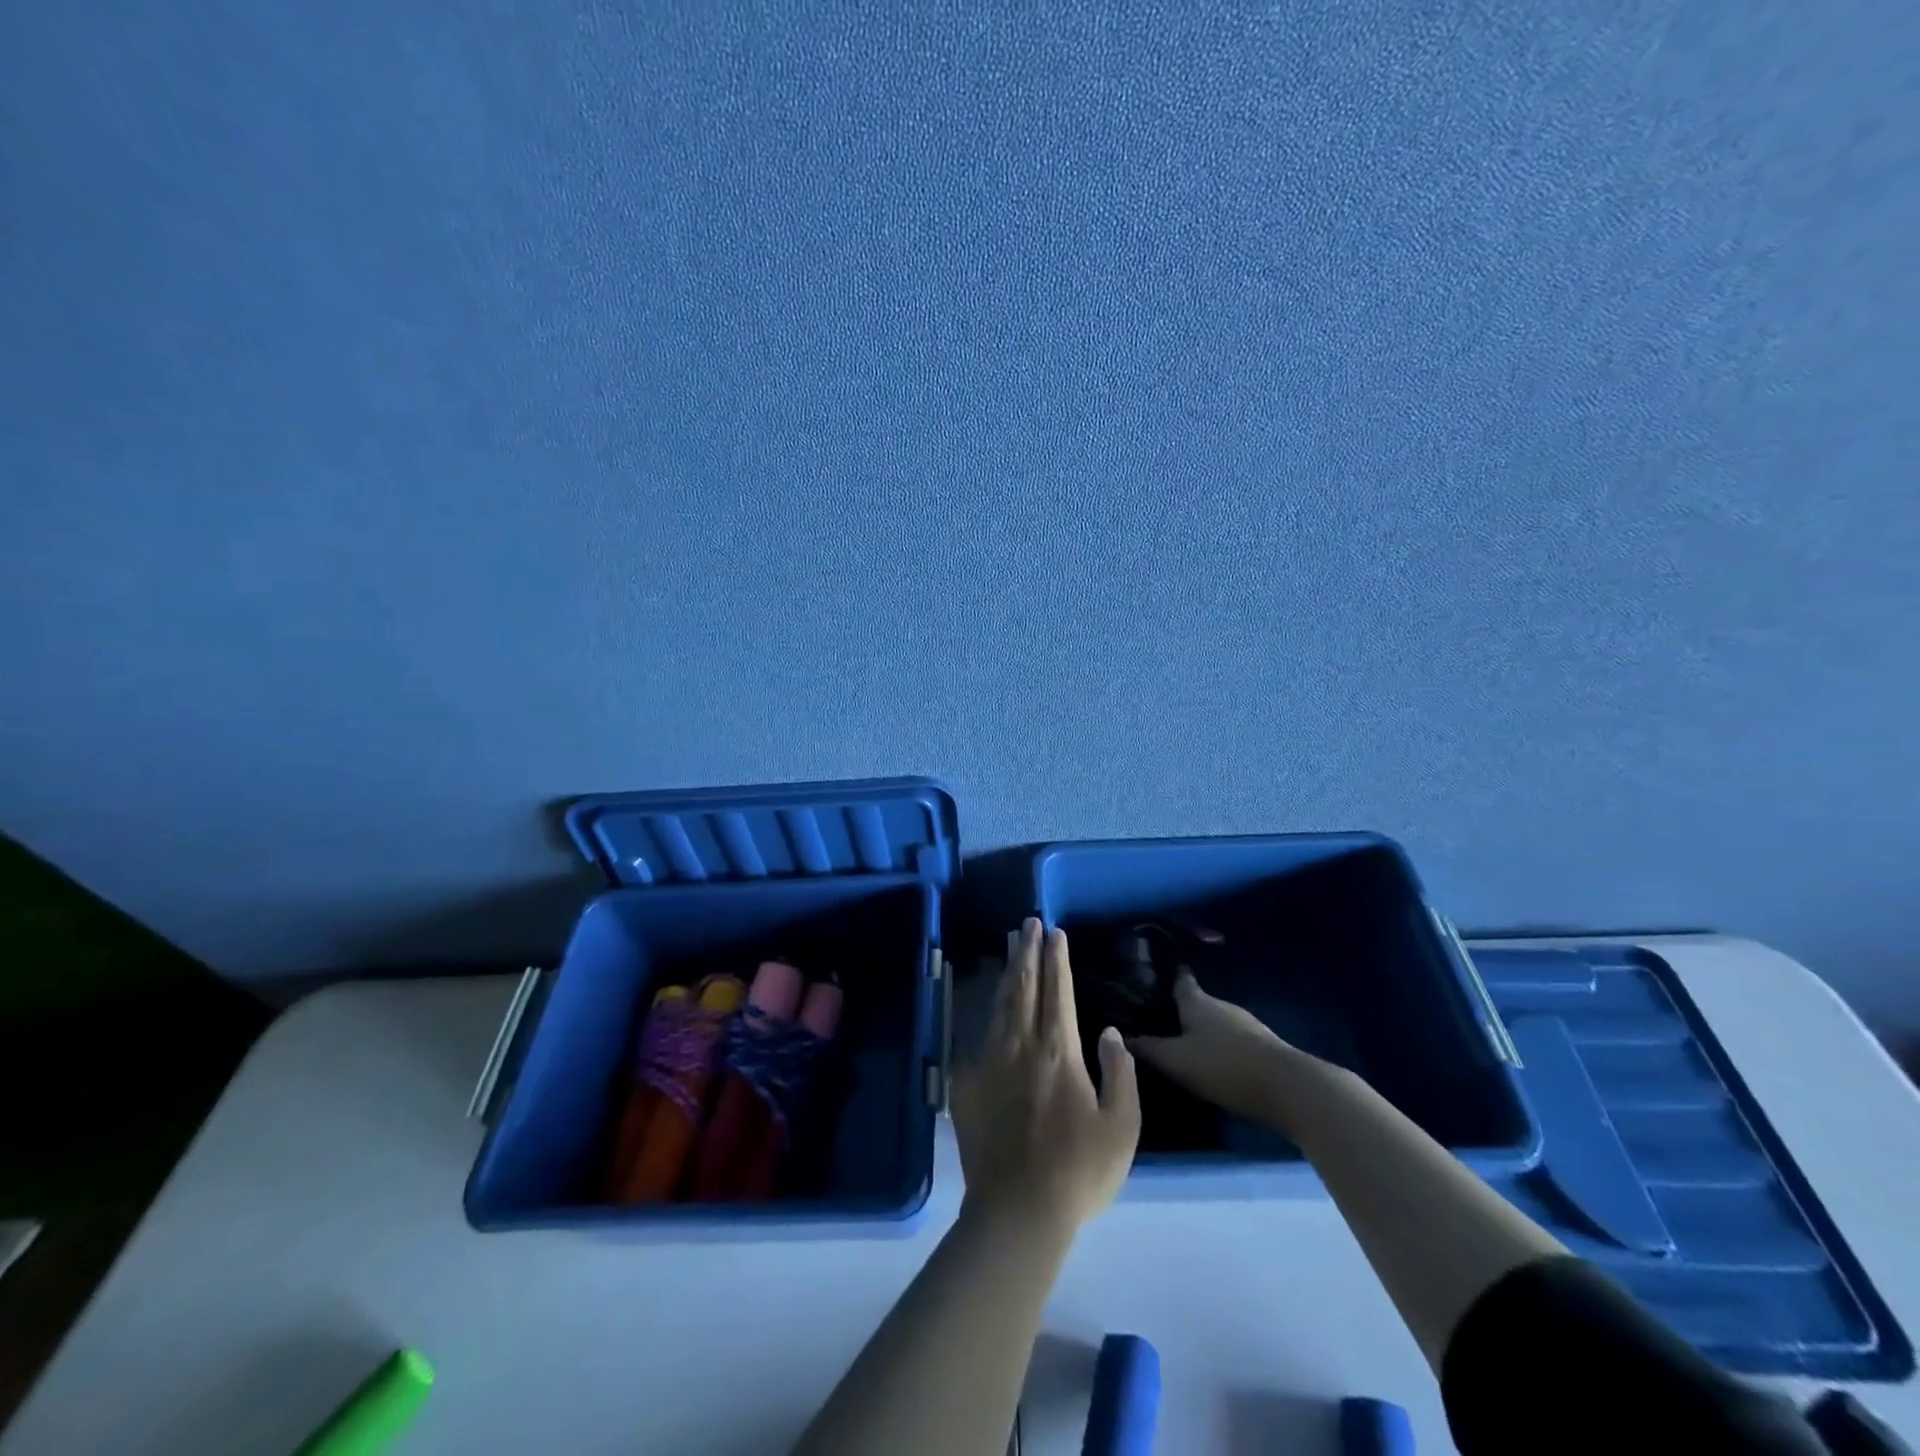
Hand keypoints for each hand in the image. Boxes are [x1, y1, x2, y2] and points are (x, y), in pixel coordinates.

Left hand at [951, 919, 1140, 1233]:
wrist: (1018, 1210)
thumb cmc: (1080, 1170)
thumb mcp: (1122, 1126)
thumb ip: (1120, 1072)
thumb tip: (1109, 1031)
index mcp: (1059, 1051)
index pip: (1058, 991)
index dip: (1057, 959)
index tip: (1055, 932)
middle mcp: (1021, 1045)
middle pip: (1024, 987)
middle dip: (1027, 952)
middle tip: (1027, 923)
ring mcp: (990, 1062)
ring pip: (1000, 1005)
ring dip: (1008, 973)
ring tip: (1011, 947)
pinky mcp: (969, 1084)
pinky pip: (979, 1039)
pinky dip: (987, 1015)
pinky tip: (988, 1007)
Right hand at [1130, 973, 1295, 1122]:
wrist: (1288, 1088)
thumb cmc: (1223, 1065)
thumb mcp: (1176, 1060)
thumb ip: (1148, 1049)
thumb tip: (1120, 1036)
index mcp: (1198, 1002)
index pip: (1180, 981)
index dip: (1166, 980)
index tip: (1150, 981)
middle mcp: (1222, 1006)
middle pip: (1198, 1003)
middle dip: (1182, 1011)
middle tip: (1160, 1023)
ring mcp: (1247, 1026)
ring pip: (1217, 1023)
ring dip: (1203, 1032)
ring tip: (1184, 1047)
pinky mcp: (1265, 1048)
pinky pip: (1234, 1041)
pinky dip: (1222, 1048)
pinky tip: (1214, 1065)